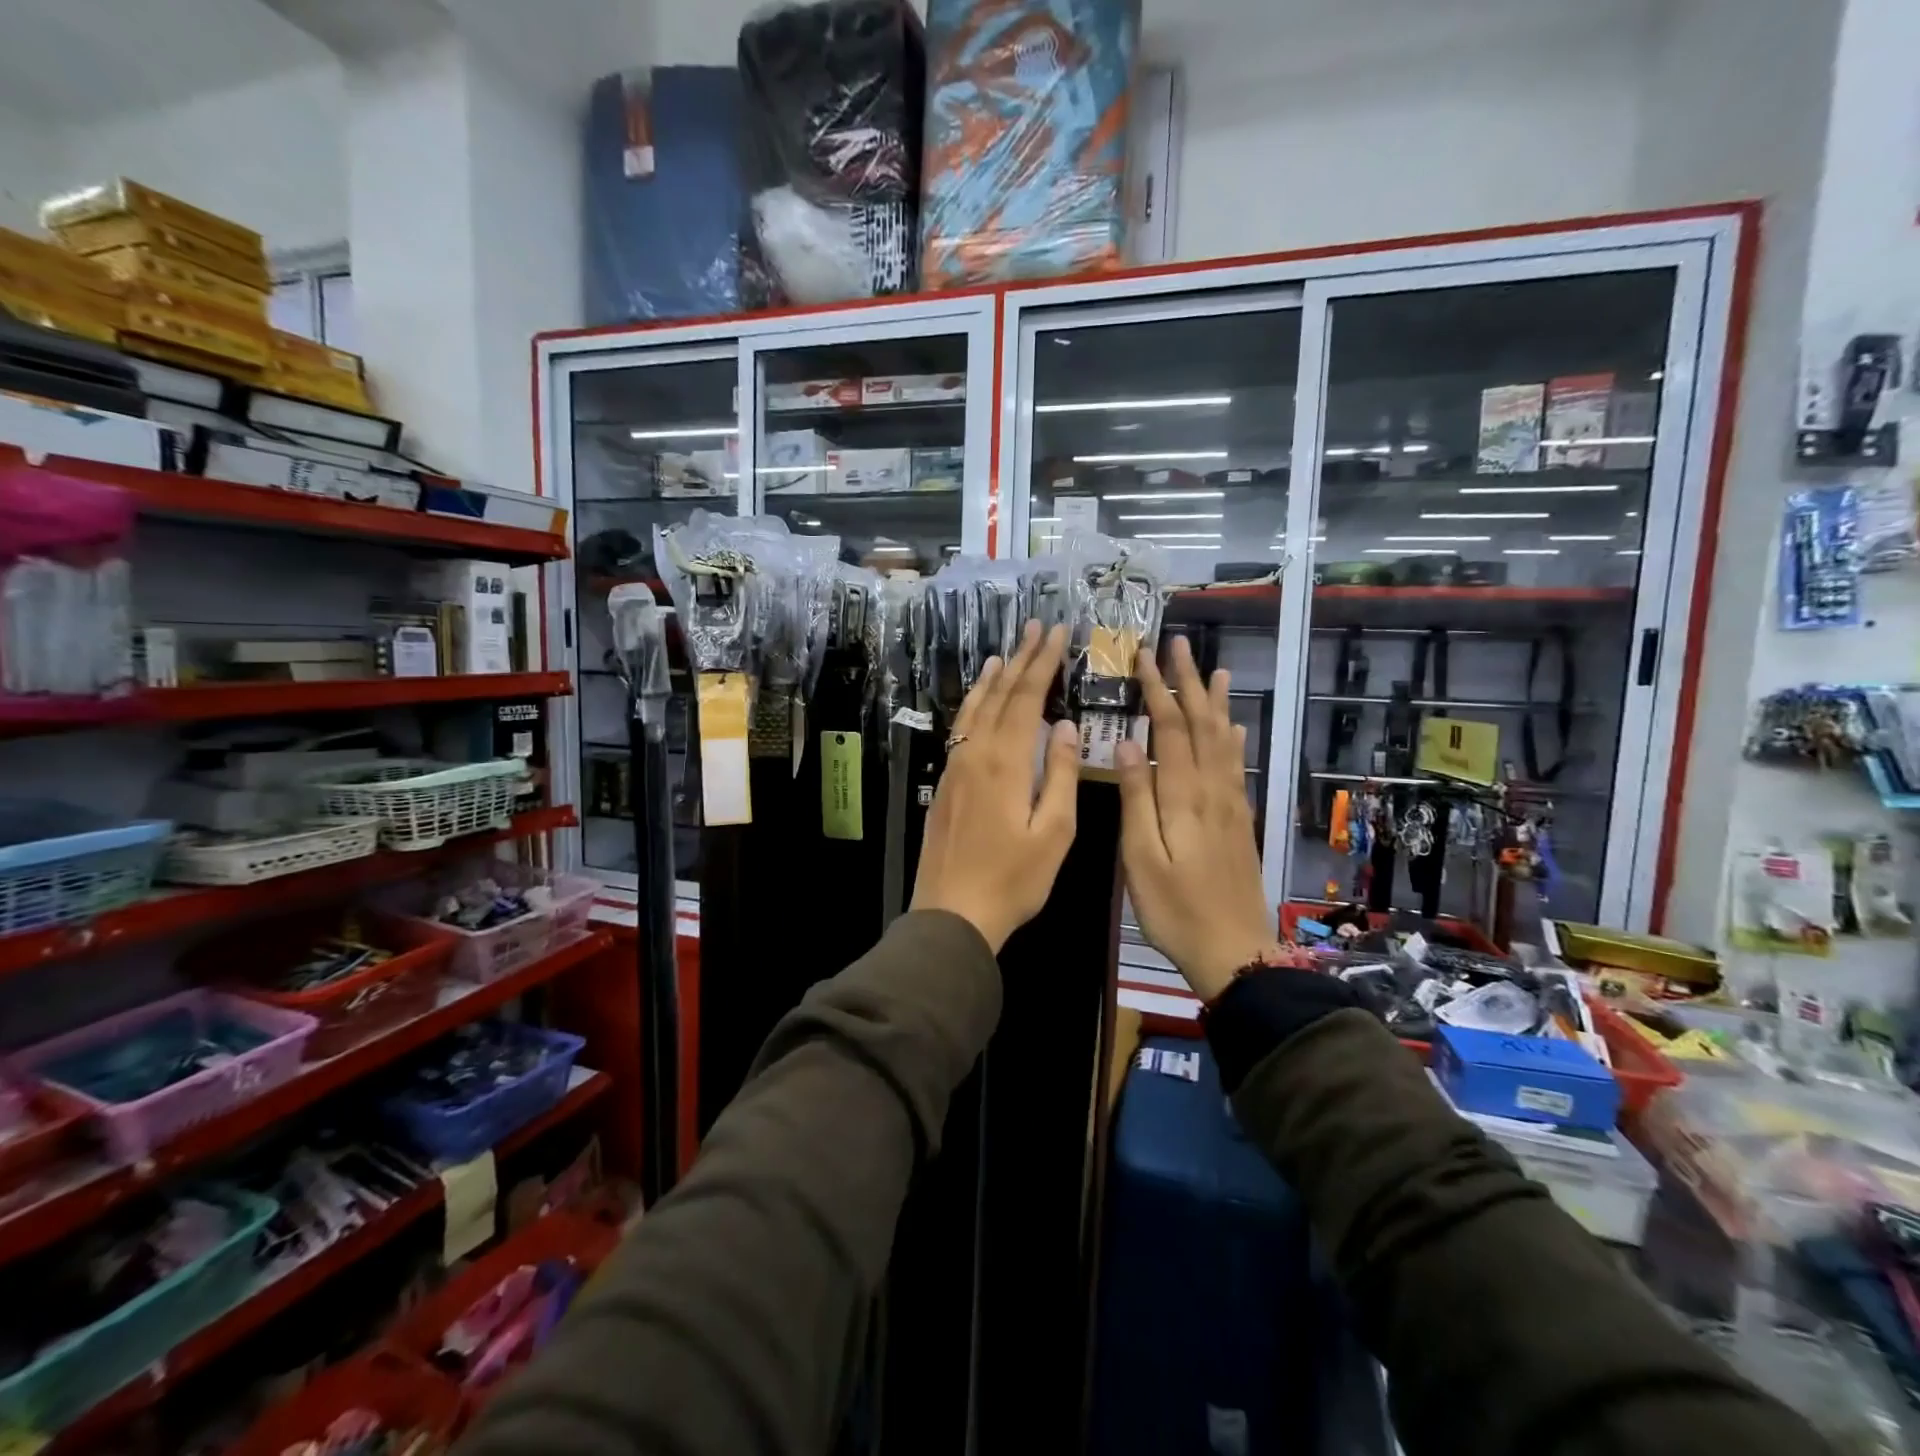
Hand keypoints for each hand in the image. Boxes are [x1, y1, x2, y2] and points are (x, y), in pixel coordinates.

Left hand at [911, 621, 1079, 952]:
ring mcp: (954, 766)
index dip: (1043, 662)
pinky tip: (980, 702)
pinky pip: (961, 728)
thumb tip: (1066, 726)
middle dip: (1021, 659)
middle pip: (1000, 695)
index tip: (1058, 632)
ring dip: (993, 678)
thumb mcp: (1054, 833)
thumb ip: (1062, 775)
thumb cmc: (1013, 880)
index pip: (1027, 698)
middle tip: (1036, 627)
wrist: (951, 914)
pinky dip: (974, 704)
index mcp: (1006, 763)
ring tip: (1007, 652)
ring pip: (975, 708)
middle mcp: (975, 754)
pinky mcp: (945, 782)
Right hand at [1116, 637, 1275, 1001]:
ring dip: (1215, 702)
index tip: (1143, 657)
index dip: (1157, 690)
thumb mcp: (1141, 859)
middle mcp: (1213, 790)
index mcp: (1184, 796)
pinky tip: (1234, 727)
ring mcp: (1232, 804)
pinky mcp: (1240, 820)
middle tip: (1177, 645)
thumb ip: (1136, 799)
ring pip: (1224, 740)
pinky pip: (1237, 765)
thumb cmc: (1175, 910)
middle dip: (1187, 682)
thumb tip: (1127, 743)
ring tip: (1213, 670)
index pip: (1169, 728)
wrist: (1235, 952)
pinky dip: (1234, 738)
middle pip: (1201, 724)